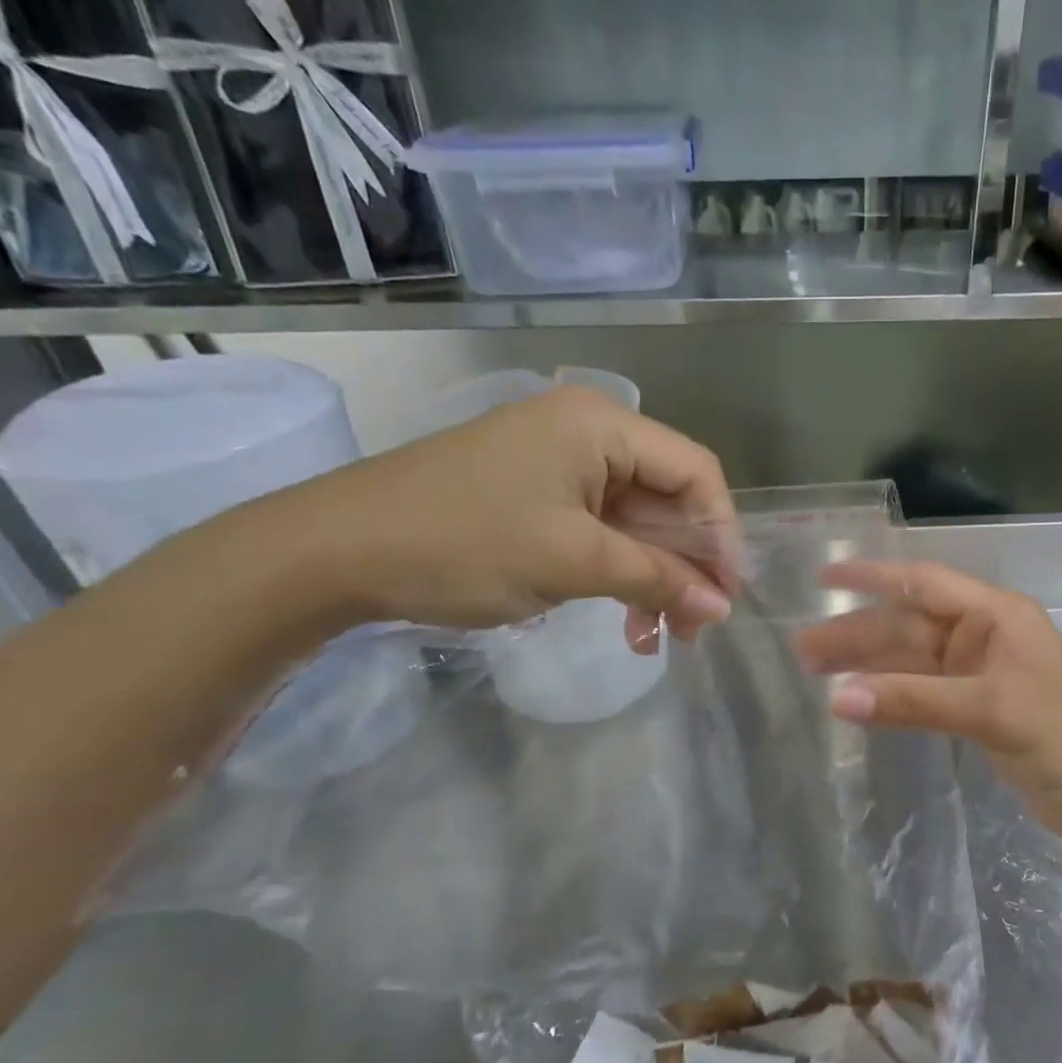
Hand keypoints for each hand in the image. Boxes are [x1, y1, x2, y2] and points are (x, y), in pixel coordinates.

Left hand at [267, 385, 737, 646]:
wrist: (334, 552)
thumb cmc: (464, 543)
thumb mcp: (574, 562)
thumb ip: (657, 580)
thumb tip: (721, 609)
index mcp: (601, 425)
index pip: (695, 471)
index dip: (721, 533)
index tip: (728, 594)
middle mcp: (588, 434)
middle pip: (668, 498)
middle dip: (688, 565)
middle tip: (698, 628)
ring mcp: (560, 465)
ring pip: (636, 523)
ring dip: (655, 578)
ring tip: (662, 637)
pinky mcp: (538, 496)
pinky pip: (601, 532)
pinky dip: (618, 574)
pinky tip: (627, 621)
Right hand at [794, 561, 1061, 844]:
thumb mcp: (991, 710)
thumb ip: (915, 701)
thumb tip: (839, 699)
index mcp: (995, 616)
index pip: (924, 584)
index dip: (874, 577)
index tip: (825, 578)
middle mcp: (982, 636)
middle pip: (908, 625)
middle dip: (857, 633)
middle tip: (802, 647)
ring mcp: (977, 674)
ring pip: (910, 660)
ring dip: (866, 664)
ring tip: (813, 671)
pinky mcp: (974, 710)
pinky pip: (920, 692)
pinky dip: (888, 694)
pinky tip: (856, 700)